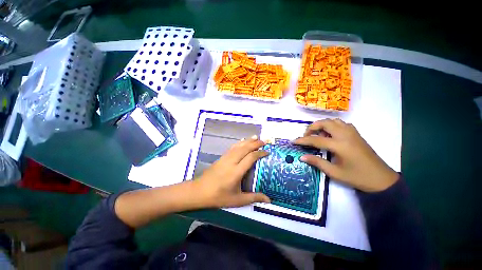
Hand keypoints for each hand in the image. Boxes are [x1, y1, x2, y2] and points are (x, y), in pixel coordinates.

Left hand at [194, 135, 270, 207]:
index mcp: (236, 172)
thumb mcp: (237, 200)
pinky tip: (243, 140)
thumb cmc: (218, 196)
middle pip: (245, 148)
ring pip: (238, 146)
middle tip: (265, 141)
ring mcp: (225, 158)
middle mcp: (231, 162)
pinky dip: (239, 143)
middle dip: (256, 143)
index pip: (250, 157)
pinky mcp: (221, 157)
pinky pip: (232, 147)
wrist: (199, 191)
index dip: (260, 153)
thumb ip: (253, 198)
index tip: (267, 152)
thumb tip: (268, 200)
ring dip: (248, 141)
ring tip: (256, 137)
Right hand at [294, 119, 398, 191]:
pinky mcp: (356, 134)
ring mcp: (352, 133)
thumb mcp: (334, 172)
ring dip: (322, 125)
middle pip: (325, 123)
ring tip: (317, 134)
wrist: (381, 179)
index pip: (316, 139)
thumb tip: (302, 157)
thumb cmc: (357, 177)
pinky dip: (332, 125)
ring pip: (333, 121)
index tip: (293, 141)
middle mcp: (345, 135)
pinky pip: (341, 124)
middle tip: (306, 136)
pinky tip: (330, 134)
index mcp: (340, 145)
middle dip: (312, 127)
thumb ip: (317, 162)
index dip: (303, 140)